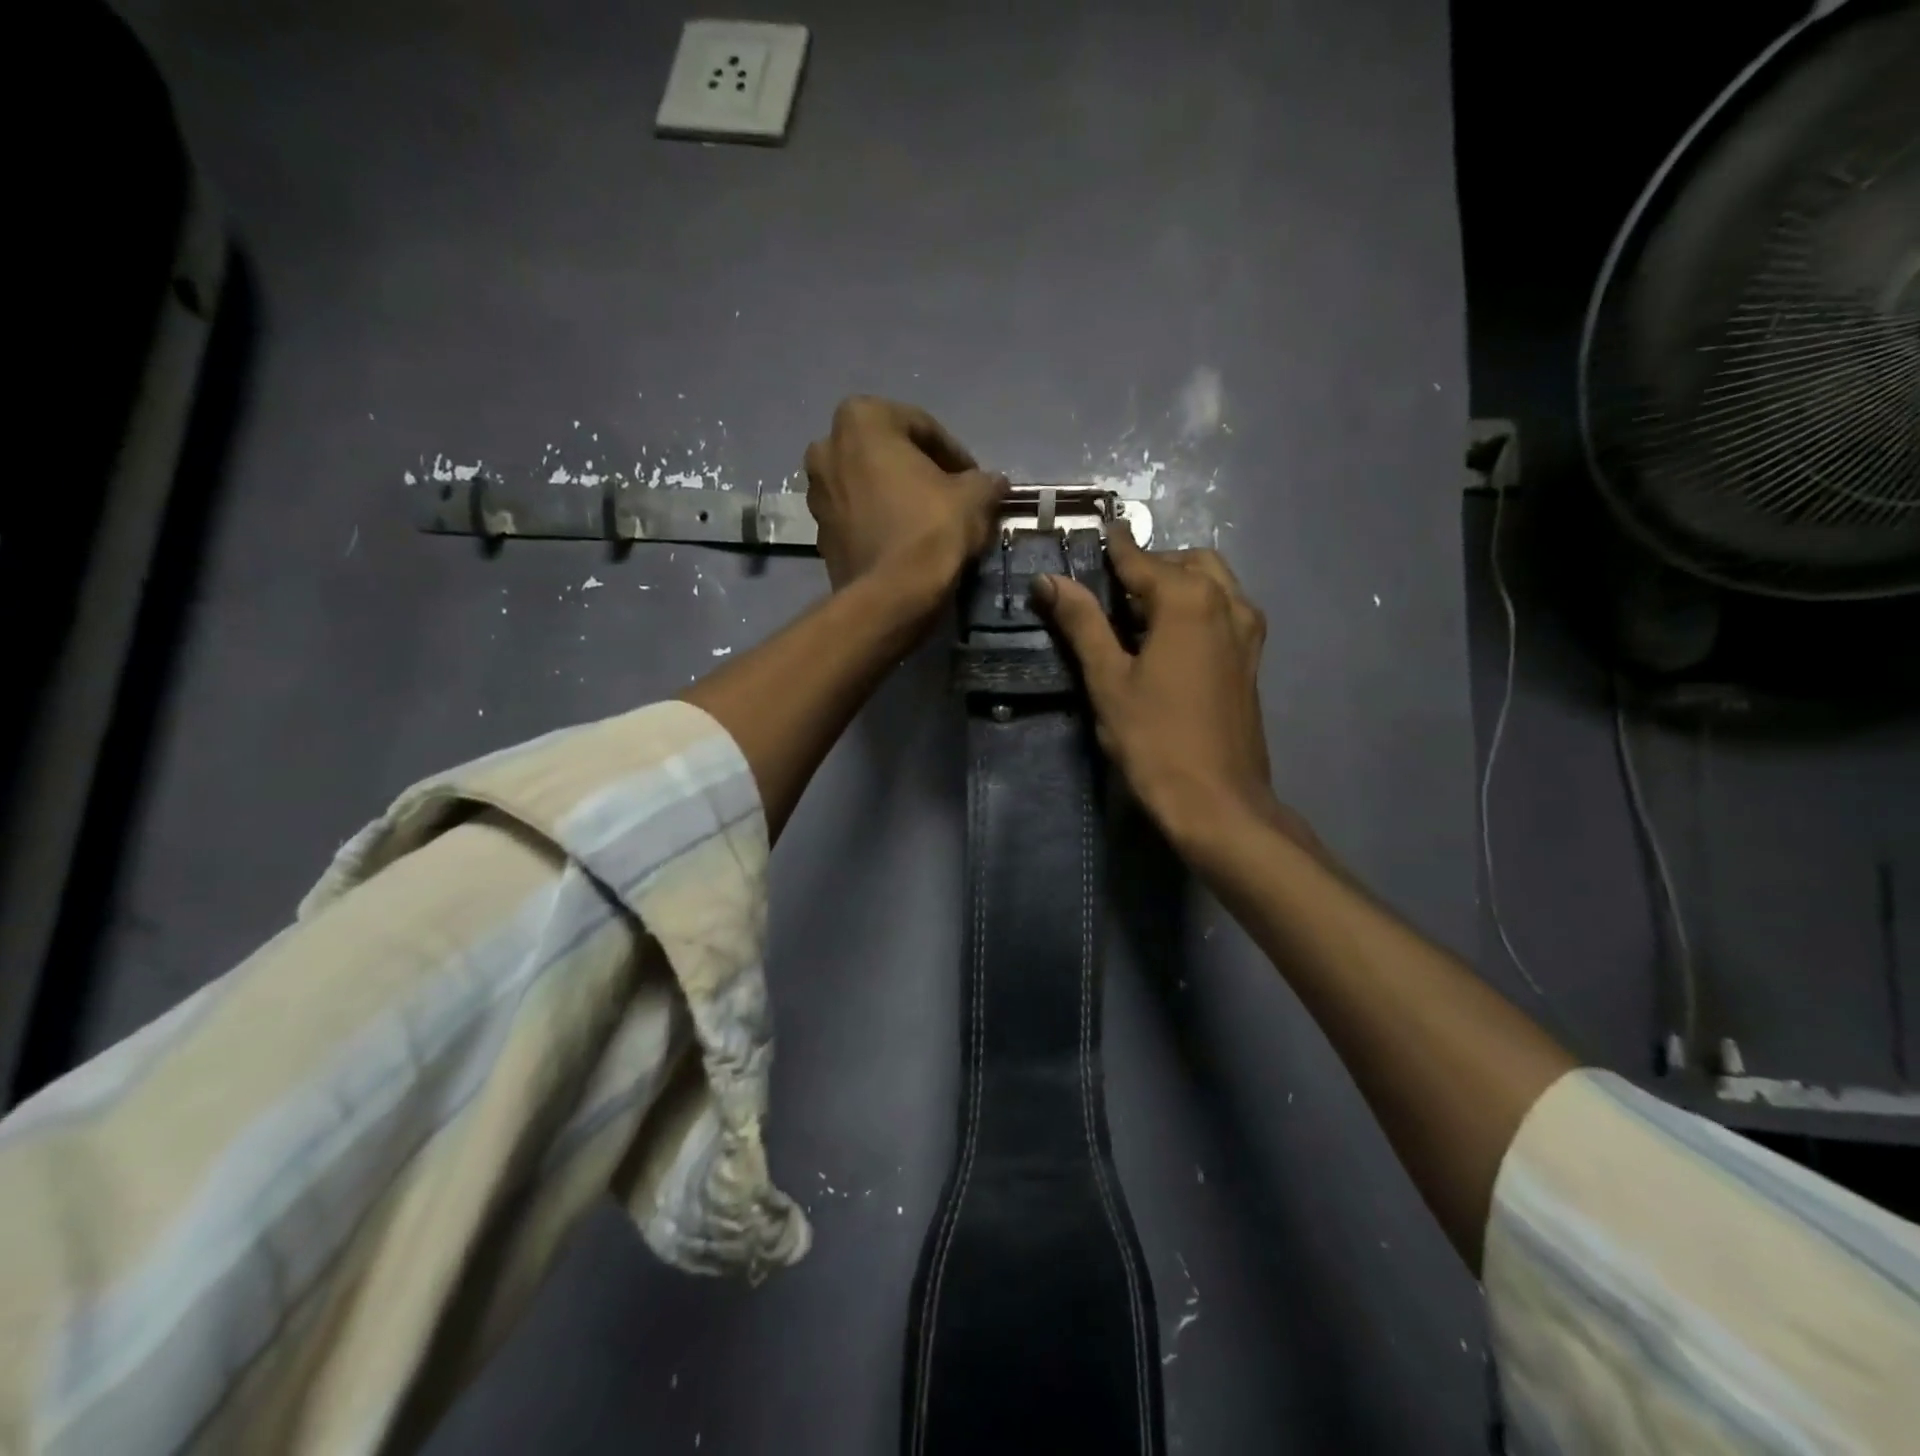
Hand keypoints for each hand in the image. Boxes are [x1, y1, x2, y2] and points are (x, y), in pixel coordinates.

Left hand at [804, 397, 1007, 609]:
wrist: (890, 597)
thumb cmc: (930, 531)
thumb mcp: (974, 497)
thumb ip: (984, 480)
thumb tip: (992, 483)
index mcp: (861, 420)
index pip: (921, 427)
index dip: (954, 454)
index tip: (974, 479)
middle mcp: (827, 447)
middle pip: (887, 453)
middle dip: (919, 471)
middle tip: (951, 496)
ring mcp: (816, 493)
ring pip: (869, 485)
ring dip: (897, 496)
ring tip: (930, 521)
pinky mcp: (819, 533)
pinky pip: (858, 517)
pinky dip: (880, 522)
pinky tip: (907, 542)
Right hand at [1034, 532, 1318, 856]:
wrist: (1218, 800)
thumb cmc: (1155, 739)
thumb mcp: (1108, 679)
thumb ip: (1082, 623)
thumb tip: (1049, 580)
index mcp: (1189, 599)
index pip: (1142, 559)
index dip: (1114, 547)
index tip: (1095, 532)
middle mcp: (1226, 602)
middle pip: (1186, 563)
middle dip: (1149, 566)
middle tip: (1110, 590)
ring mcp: (1246, 631)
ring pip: (1212, 584)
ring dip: (1177, 585)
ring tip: (1137, 616)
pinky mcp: (1251, 659)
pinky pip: (1224, 611)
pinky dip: (1197, 608)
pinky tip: (1168, 641)